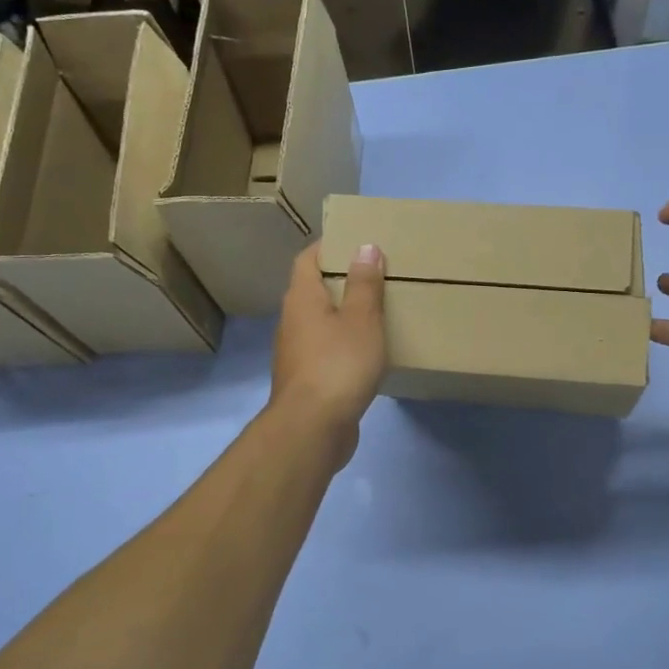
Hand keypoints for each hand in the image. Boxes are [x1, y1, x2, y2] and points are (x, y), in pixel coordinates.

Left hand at [271, 242, 386, 466]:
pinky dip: (344, 344)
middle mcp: (292, 321)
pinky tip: (367, 352)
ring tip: (376, 311)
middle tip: (375, 275)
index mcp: (302, 298)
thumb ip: (364, 284)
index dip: (329, 246)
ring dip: (343, 314)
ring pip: (320, 322)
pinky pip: (326, 350)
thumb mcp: (361, 319)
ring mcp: (296, 353)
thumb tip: (364, 246)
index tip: (356, 241)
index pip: (308, 259)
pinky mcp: (307, 380)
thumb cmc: (339, 364)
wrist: (313, 427)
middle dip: (340, 280)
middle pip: (313, 289)